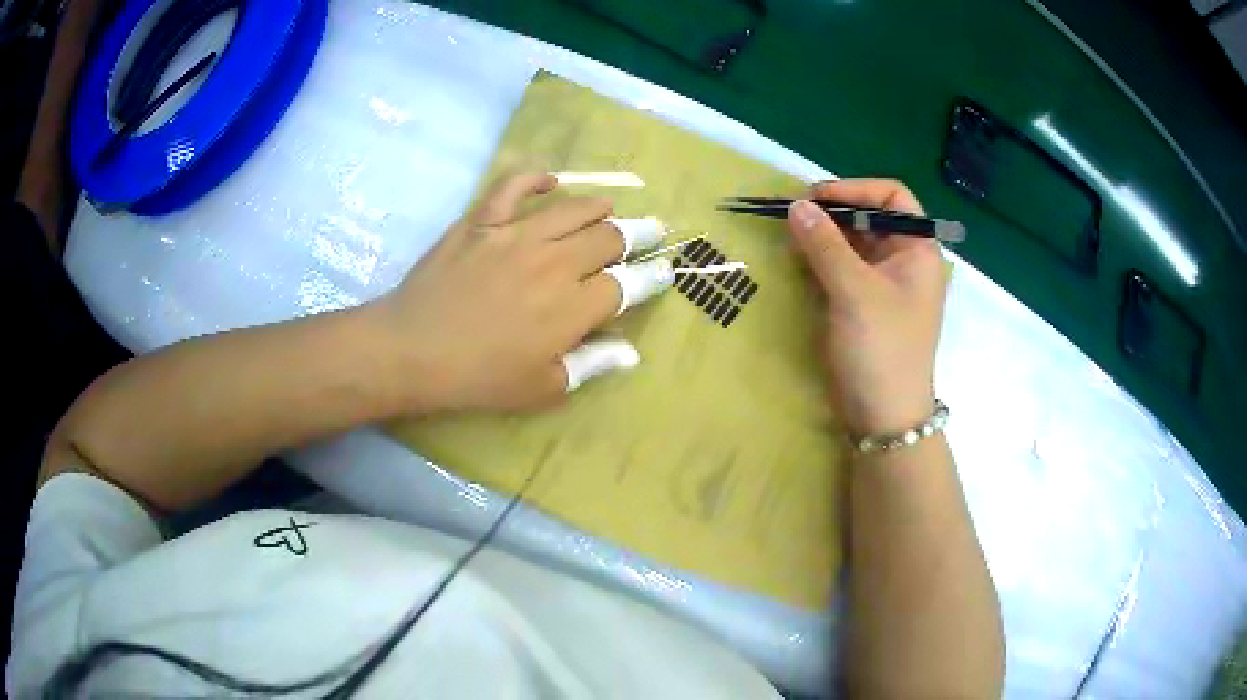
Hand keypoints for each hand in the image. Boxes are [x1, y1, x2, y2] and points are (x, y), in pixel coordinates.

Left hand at [375, 172, 671, 412]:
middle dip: (638, 235)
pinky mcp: (482, 222)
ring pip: (573, 208)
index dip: (652, 277)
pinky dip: (534, 179)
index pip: (627, 284)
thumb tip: (630, 352)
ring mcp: (516, 236)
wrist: (412, 350)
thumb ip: (590, 365)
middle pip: (609, 238)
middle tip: (648, 231)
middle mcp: (554, 263)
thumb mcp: (541, 388)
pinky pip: (513, 187)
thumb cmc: (477, 378)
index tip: (664, 270)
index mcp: (572, 308)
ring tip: (611, 207)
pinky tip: (550, 181)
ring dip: (600, 207)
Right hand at [785, 179, 946, 436]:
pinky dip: (821, 261)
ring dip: (823, 238)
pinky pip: (843, 269)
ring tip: (791, 240)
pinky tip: (799, 264)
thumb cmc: (881, 349)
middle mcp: (904, 260)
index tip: (816, 199)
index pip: (892, 197)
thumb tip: (796, 205)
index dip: (855, 189)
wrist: (884, 418)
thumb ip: (825, 245)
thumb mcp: (854, 292)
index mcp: (917, 249)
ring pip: (853, 243)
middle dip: (833, 214)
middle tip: (794, 218)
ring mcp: (884, 284)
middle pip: (869, 217)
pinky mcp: (865, 305)